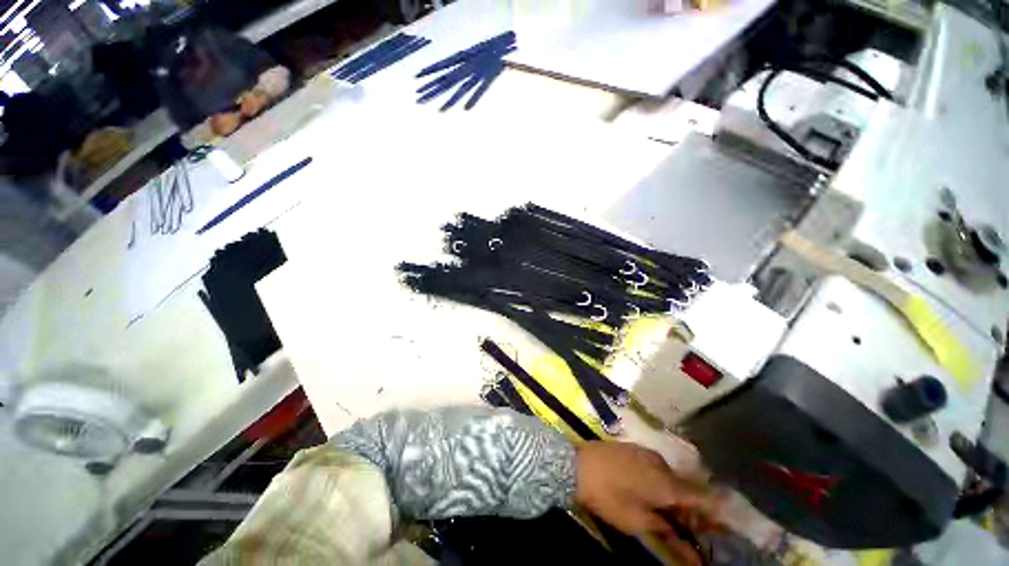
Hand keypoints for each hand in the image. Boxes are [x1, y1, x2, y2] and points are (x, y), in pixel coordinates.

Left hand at [575, 441, 721, 565]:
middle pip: (688, 488)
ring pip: (672, 477)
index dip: (717, 513)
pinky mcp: (634, 449)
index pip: (703, 497)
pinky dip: (662, 483)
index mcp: (667, 483)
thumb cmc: (608, 496)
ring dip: (676, 496)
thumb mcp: (637, 522)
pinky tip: (653, 494)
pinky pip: (657, 468)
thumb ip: (666, 534)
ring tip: (670, 515)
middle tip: (690, 529)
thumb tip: (691, 554)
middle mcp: (662, 464)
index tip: (723, 528)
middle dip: (693, 509)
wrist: (576, 464)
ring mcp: (647, 453)